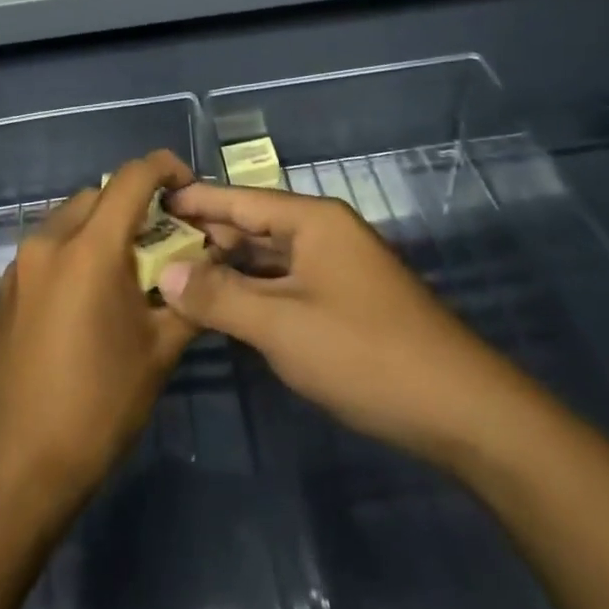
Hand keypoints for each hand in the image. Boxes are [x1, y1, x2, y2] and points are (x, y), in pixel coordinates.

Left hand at [0, 151, 200, 513]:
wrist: (15, 462)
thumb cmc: (98, 405)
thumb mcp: (159, 351)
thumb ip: (190, 296)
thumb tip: (213, 262)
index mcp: (90, 249)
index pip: (132, 178)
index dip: (166, 168)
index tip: (189, 188)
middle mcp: (49, 242)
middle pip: (98, 195)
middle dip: (135, 205)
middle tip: (164, 239)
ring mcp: (20, 266)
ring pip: (69, 219)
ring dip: (102, 228)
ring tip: (128, 270)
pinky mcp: (4, 290)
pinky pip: (48, 249)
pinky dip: (75, 252)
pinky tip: (90, 298)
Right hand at [156, 183, 497, 464]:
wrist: (460, 410)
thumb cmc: (365, 353)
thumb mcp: (282, 325)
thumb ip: (220, 296)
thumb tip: (168, 273)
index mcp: (313, 221)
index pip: (239, 199)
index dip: (194, 199)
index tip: (149, 199)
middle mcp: (324, 234)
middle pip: (252, 226)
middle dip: (204, 237)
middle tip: (149, 247)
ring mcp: (336, 269)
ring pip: (267, 259)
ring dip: (226, 269)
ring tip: (173, 276)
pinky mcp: (342, 302)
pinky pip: (284, 285)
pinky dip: (251, 293)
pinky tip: (220, 308)